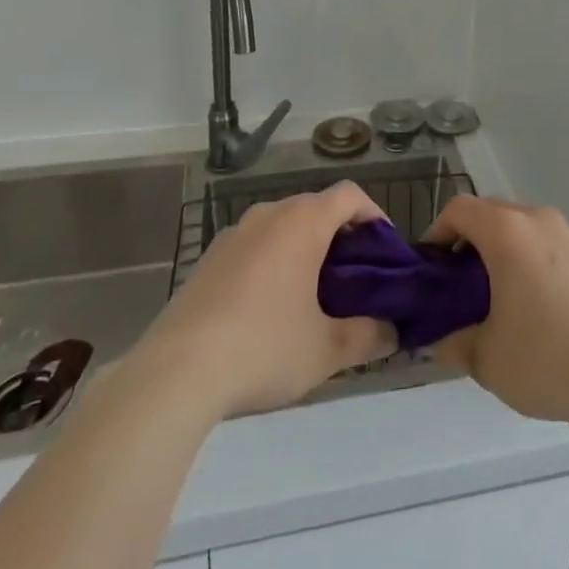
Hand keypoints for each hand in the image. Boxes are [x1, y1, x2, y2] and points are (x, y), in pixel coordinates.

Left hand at [118, 182, 396, 420]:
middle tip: (354, 280)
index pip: (350, 195)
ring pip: (282, 227)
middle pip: (316, 208)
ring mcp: (233, 234)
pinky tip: (267, 311)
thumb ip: (368, 336)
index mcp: (303, 221)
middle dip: (340, 238)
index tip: (384, 251)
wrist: (175, 373)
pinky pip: (254, 247)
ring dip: (304, 250)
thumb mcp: (326, 350)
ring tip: (312, 297)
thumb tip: (393, 334)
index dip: (374, 215)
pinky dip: (272, 263)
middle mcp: (269, 214)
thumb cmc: (263, 348)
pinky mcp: (208, 259)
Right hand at [424, 196, 568, 432]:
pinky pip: (559, 247)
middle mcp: (542, 220)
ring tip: (507, 296)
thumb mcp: (485, 359)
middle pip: (495, 213)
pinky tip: (548, 308)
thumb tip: (438, 339)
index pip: (460, 209)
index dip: (439, 231)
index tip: (433, 266)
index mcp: (508, 233)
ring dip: (510, 250)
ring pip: (530, 229)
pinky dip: (542, 263)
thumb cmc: (545, 360)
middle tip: (463, 284)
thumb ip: (452, 341)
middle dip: (473, 241)